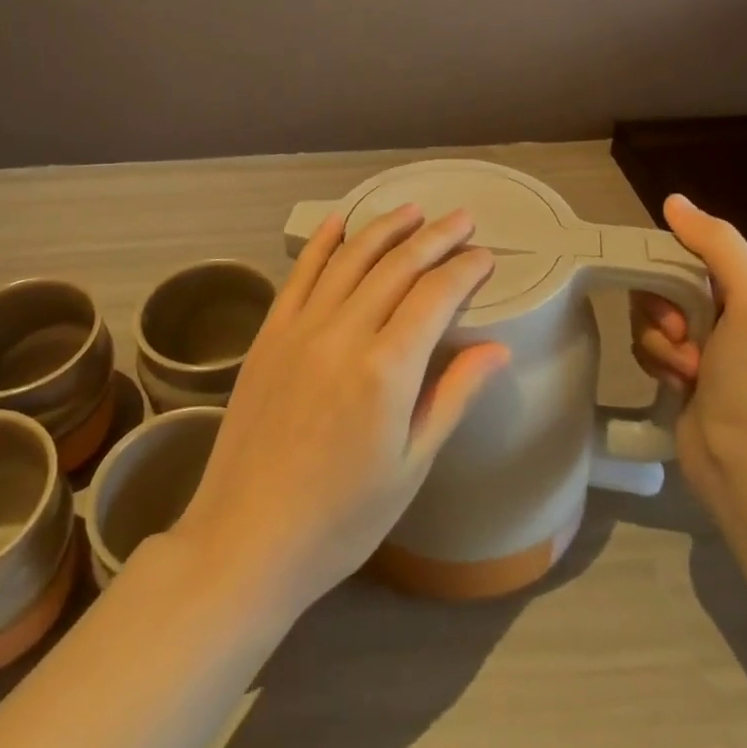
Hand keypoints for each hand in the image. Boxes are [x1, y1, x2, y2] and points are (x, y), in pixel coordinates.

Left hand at [165, 205, 509, 619]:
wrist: (248, 537)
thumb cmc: (343, 517)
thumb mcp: (411, 465)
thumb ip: (453, 396)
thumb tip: (498, 349)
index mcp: (387, 370)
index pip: (435, 297)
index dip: (464, 271)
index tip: (485, 257)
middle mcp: (344, 333)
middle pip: (397, 267)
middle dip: (435, 238)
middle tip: (462, 218)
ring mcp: (302, 327)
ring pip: (351, 259)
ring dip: (385, 228)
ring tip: (413, 210)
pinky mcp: (271, 332)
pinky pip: (301, 273)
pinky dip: (324, 242)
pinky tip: (341, 220)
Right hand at [629, 194, 746, 506]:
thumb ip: (719, 244)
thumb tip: (673, 201)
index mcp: (738, 287)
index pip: (679, 250)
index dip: (663, 265)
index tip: (670, 292)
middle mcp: (716, 310)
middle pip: (655, 282)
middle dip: (659, 308)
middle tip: (682, 334)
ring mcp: (694, 344)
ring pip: (643, 316)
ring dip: (658, 342)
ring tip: (686, 370)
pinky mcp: (674, 374)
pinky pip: (642, 347)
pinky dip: (654, 362)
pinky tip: (677, 384)